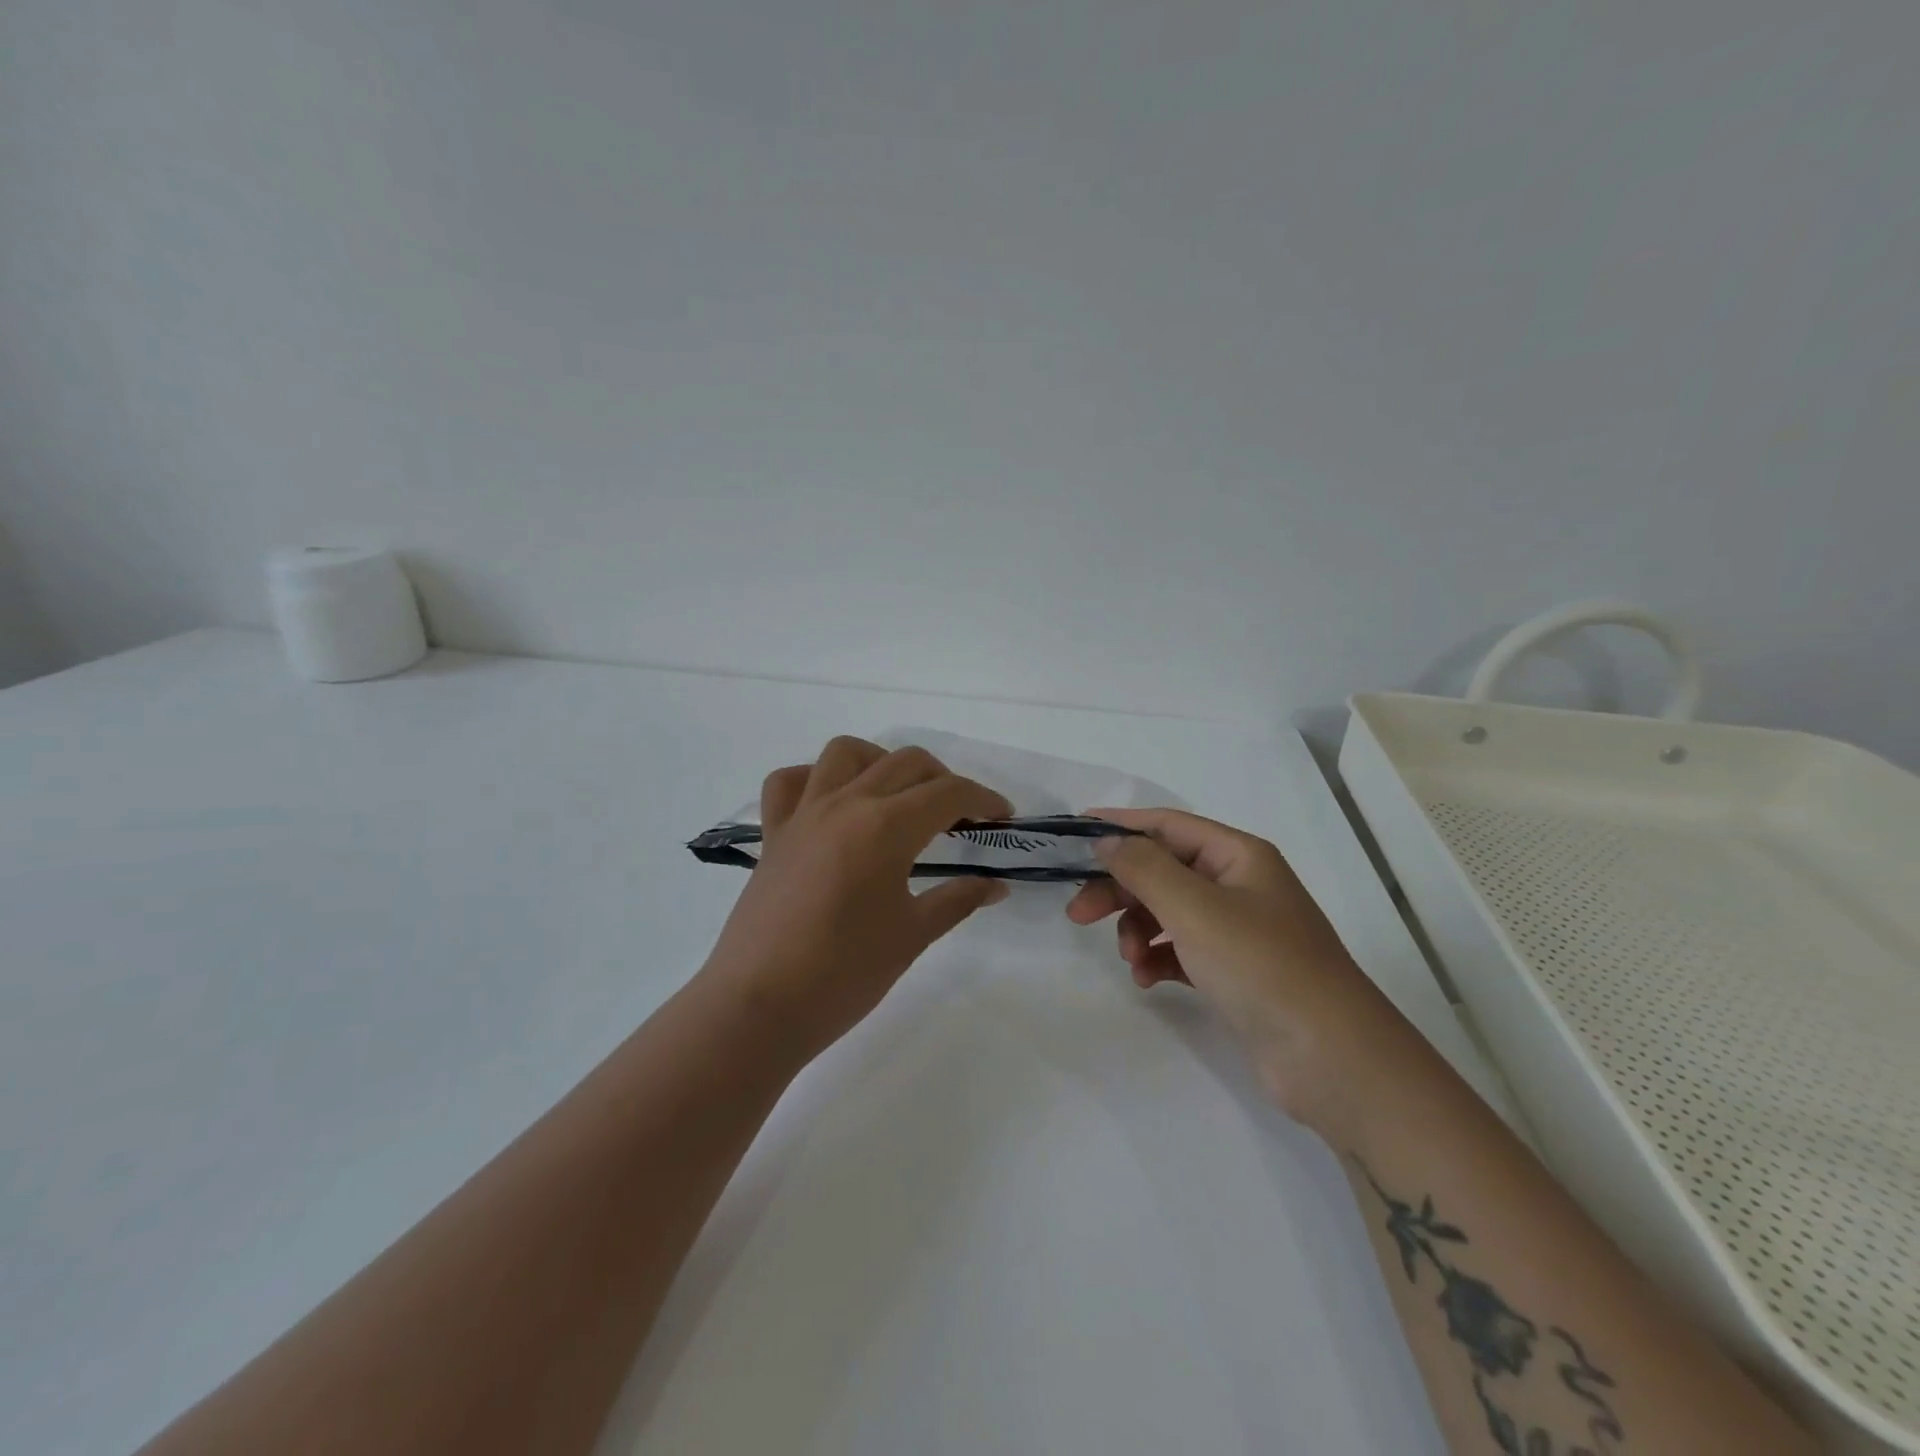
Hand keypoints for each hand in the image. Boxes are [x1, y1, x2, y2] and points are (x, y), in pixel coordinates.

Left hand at [701, 737, 1012, 1061]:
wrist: (760, 1007)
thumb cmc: (844, 974)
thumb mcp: (912, 935)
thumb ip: (958, 900)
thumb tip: (996, 885)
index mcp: (886, 826)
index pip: (948, 792)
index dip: (984, 799)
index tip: (1002, 817)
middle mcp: (845, 804)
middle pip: (906, 762)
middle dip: (943, 780)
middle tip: (961, 817)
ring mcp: (804, 814)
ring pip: (845, 753)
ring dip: (882, 762)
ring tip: (898, 798)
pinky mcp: (773, 834)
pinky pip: (789, 782)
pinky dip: (814, 780)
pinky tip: (834, 805)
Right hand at [1065, 808, 1412, 1129]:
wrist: (1332, 1059)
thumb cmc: (1261, 966)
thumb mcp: (1195, 908)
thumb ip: (1144, 868)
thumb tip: (1106, 840)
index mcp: (1238, 856)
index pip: (1167, 825)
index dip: (1120, 826)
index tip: (1073, 835)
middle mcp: (1239, 885)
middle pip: (1163, 870)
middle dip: (1121, 889)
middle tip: (1078, 913)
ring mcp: (1239, 930)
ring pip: (1169, 912)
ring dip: (1139, 929)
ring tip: (1130, 959)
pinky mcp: (1235, 972)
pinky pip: (1182, 950)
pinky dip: (1159, 958)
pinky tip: (1148, 979)